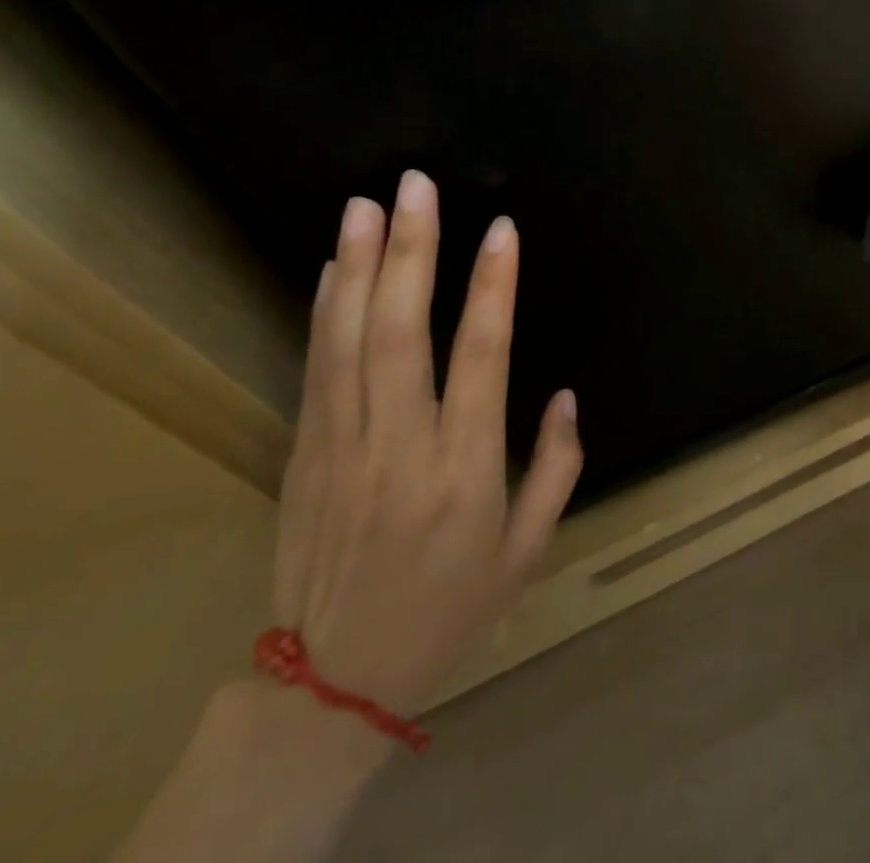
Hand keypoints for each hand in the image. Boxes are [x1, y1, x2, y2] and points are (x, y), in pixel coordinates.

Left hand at [272, 170, 582, 718]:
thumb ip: (557, 468)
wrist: (331, 682)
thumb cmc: (449, 608)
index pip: (481, 357)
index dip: (492, 288)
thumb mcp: (528, 551)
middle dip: (410, 252)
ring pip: (348, 340)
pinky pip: (317, 367)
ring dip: (358, 266)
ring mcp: (342, 446)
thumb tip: (564, 395)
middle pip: (401, 332)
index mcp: (463, 469)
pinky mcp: (305, 452)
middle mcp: (400, 445)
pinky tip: (334, 266)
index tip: (500, 230)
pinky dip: (324, 310)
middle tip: (414, 187)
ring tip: (366, 204)